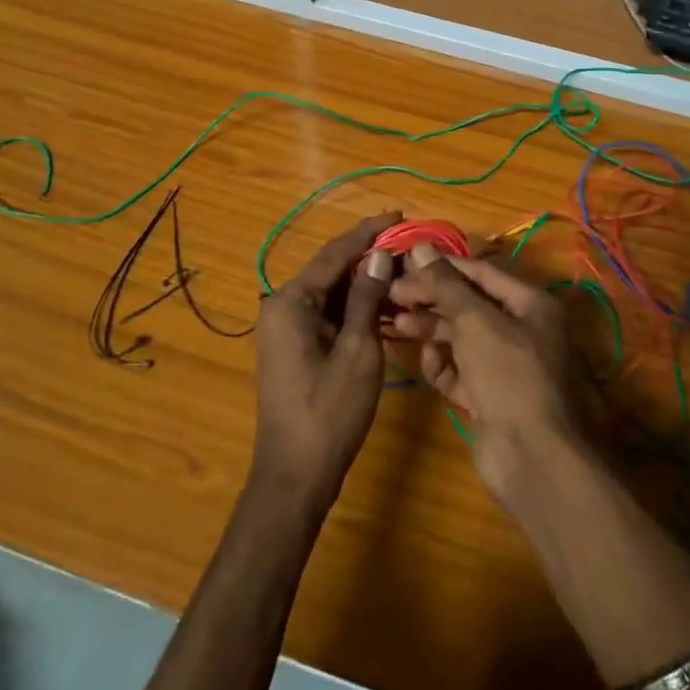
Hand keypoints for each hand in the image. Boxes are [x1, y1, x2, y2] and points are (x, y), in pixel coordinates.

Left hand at [250, 213, 399, 513]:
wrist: (295, 476)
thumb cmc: (329, 412)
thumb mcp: (357, 350)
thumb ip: (367, 298)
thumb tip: (379, 255)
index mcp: (291, 302)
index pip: (334, 254)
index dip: (368, 232)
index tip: (398, 214)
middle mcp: (281, 307)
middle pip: (330, 270)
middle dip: (368, 256)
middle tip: (407, 243)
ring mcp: (285, 329)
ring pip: (330, 293)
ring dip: (364, 283)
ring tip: (403, 269)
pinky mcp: (294, 347)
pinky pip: (327, 315)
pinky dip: (354, 308)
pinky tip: (384, 305)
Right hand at [388, 243, 578, 493]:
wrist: (531, 455)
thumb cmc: (509, 373)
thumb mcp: (476, 321)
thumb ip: (446, 285)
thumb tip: (421, 247)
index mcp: (531, 303)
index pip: (482, 272)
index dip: (444, 266)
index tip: (406, 263)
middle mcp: (521, 329)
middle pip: (469, 304)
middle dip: (432, 299)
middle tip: (393, 294)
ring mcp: (505, 365)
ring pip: (461, 337)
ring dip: (431, 329)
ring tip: (398, 324)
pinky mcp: (489, 395)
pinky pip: (460, 369)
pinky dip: (443, 364)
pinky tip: (429, 362)